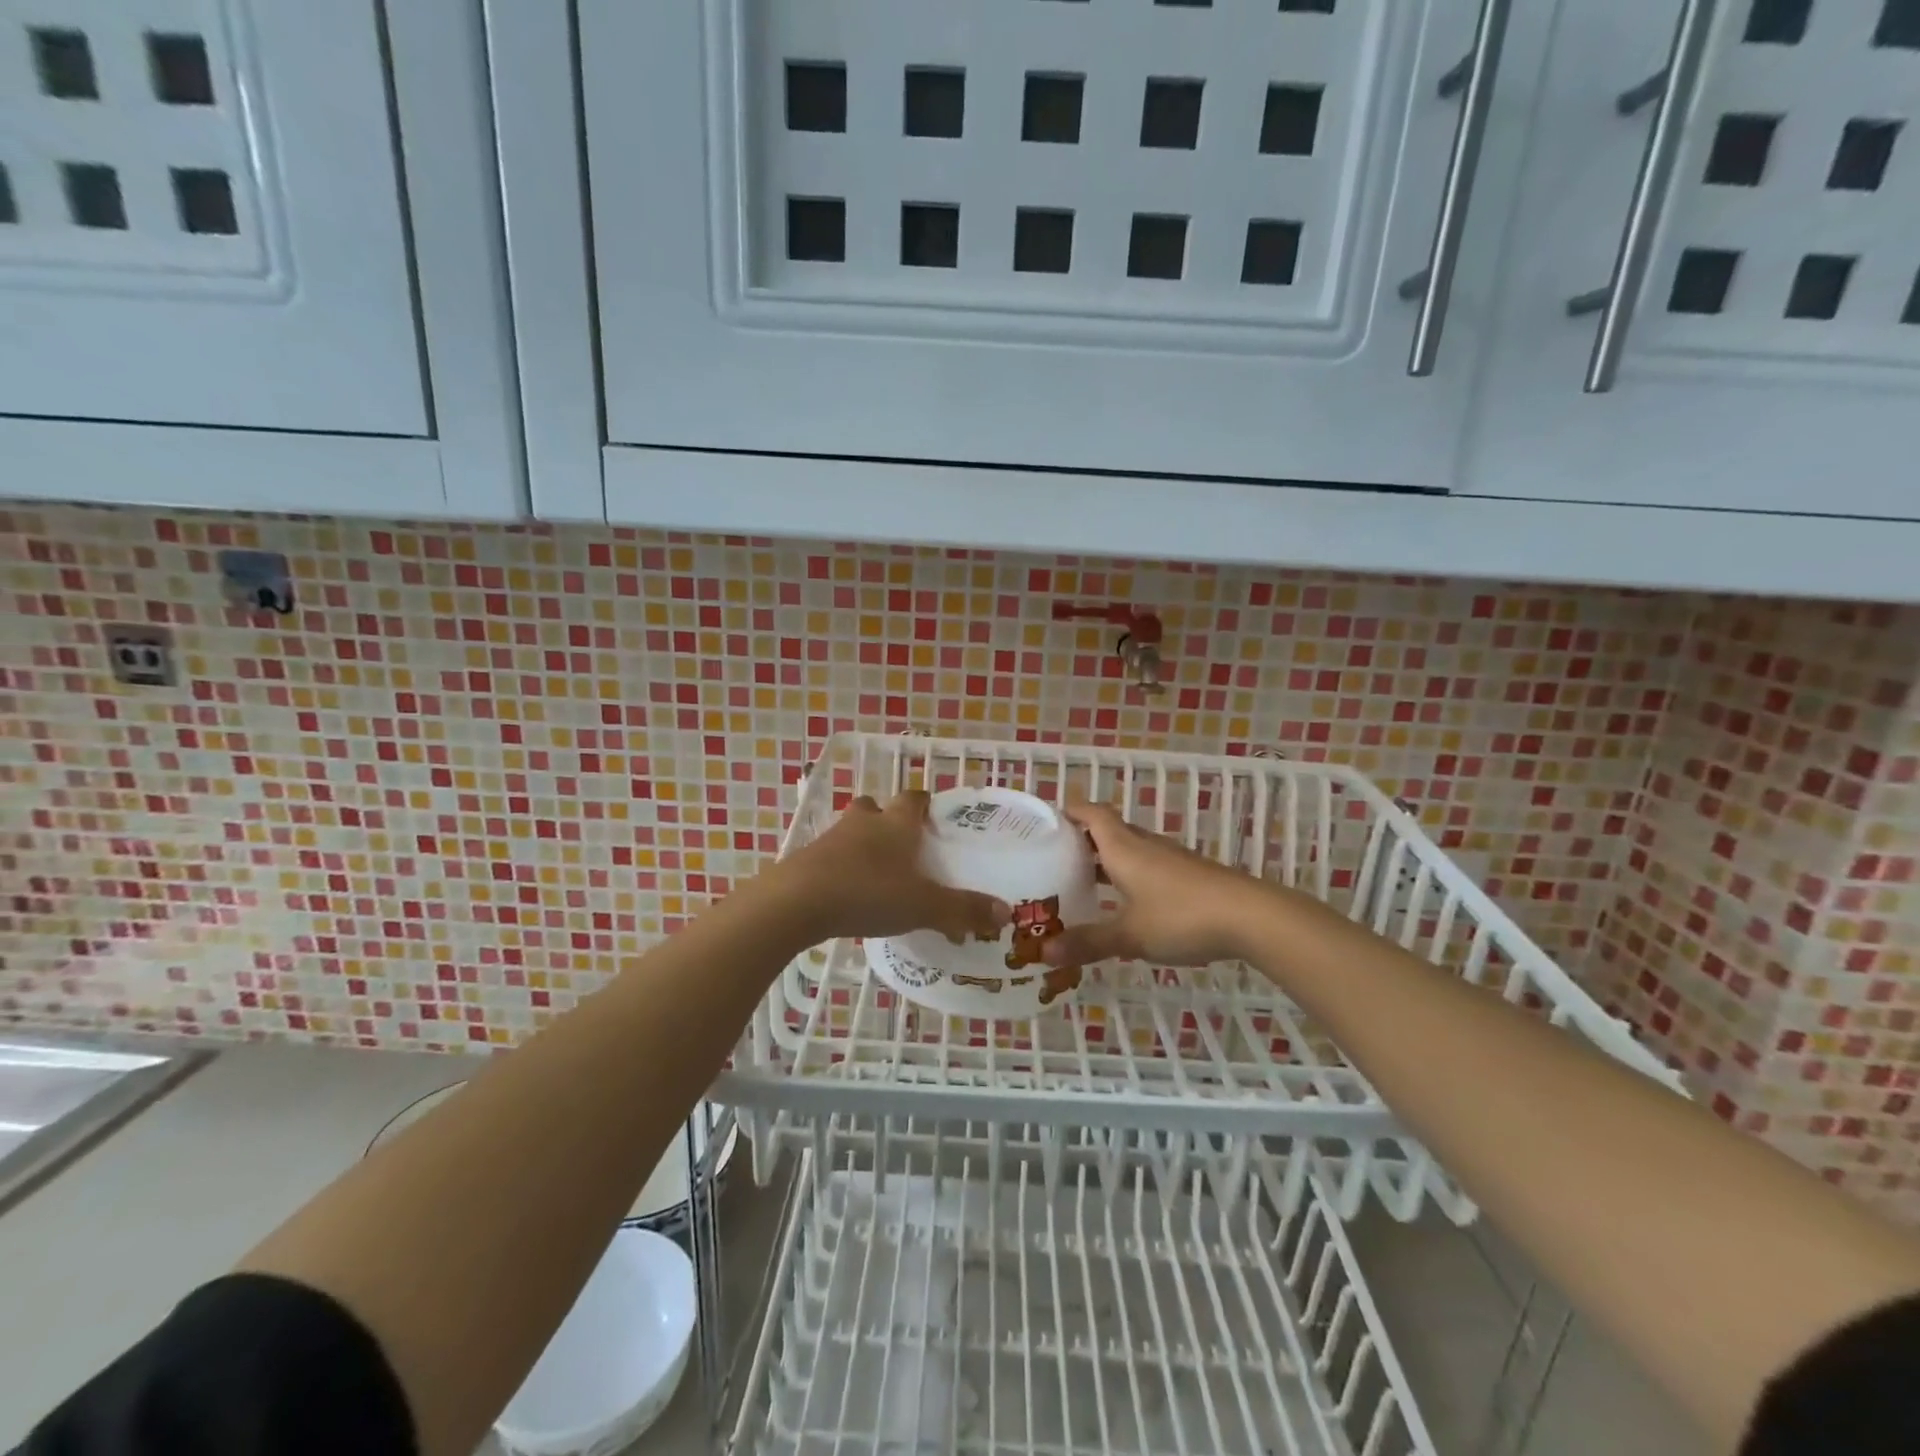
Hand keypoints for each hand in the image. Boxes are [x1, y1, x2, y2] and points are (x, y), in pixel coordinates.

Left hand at [774, 791, 1009, 944]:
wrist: (797, 902)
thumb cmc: (868, 893)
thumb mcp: (923, 906)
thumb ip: (963, 910)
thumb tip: (1005, 914)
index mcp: (897, 823)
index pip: (915, 798)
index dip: (926, 804)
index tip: (935, 818)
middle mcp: (865, 822)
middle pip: (877, 807)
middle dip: (890, 821)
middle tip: (905, 847)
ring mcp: (832, 838)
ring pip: (852, 830)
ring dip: (864, 844)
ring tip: (878, 873)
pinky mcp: (808, 859)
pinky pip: (831, 856)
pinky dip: (842, 867)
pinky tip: (849, 893)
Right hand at [1043, 799, 1265, 967]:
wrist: (1251, 917)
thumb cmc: (1181, 917)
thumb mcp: (1129, 935)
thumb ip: (1088, 942)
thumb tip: (1044, 952)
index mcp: (1123, 848)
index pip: (1092, 814)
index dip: (1070, 812)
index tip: (1048, 824)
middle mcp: (1145, 845)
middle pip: (1109, 830)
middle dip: (1083, 841)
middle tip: (1057, 861)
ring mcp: (1171, 860)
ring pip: (1131, 850)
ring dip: (1108, 861)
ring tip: (1085, 883)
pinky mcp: (1190, 877)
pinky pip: (1149, 867)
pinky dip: (1130, 877)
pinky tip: (1127, 905)